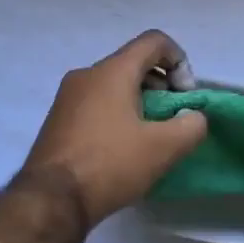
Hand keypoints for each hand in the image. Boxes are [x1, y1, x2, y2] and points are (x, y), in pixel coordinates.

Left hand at [21, 31, 208, 227]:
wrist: (50, 200)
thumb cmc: (110, 164)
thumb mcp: (164, 147)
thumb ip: (192, 125)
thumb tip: (193, 117)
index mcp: (112, 71)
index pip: (154, 41)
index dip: (180, 61)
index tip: (185, 96)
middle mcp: (87, 74)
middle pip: (134, 63)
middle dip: (162, 86)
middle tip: (172, 120)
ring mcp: (67, 97)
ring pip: (115, 84)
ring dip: (140, 102)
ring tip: (149, 137)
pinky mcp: (58, 119)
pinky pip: (97, 103)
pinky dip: (118, 114)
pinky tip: (123, 148)